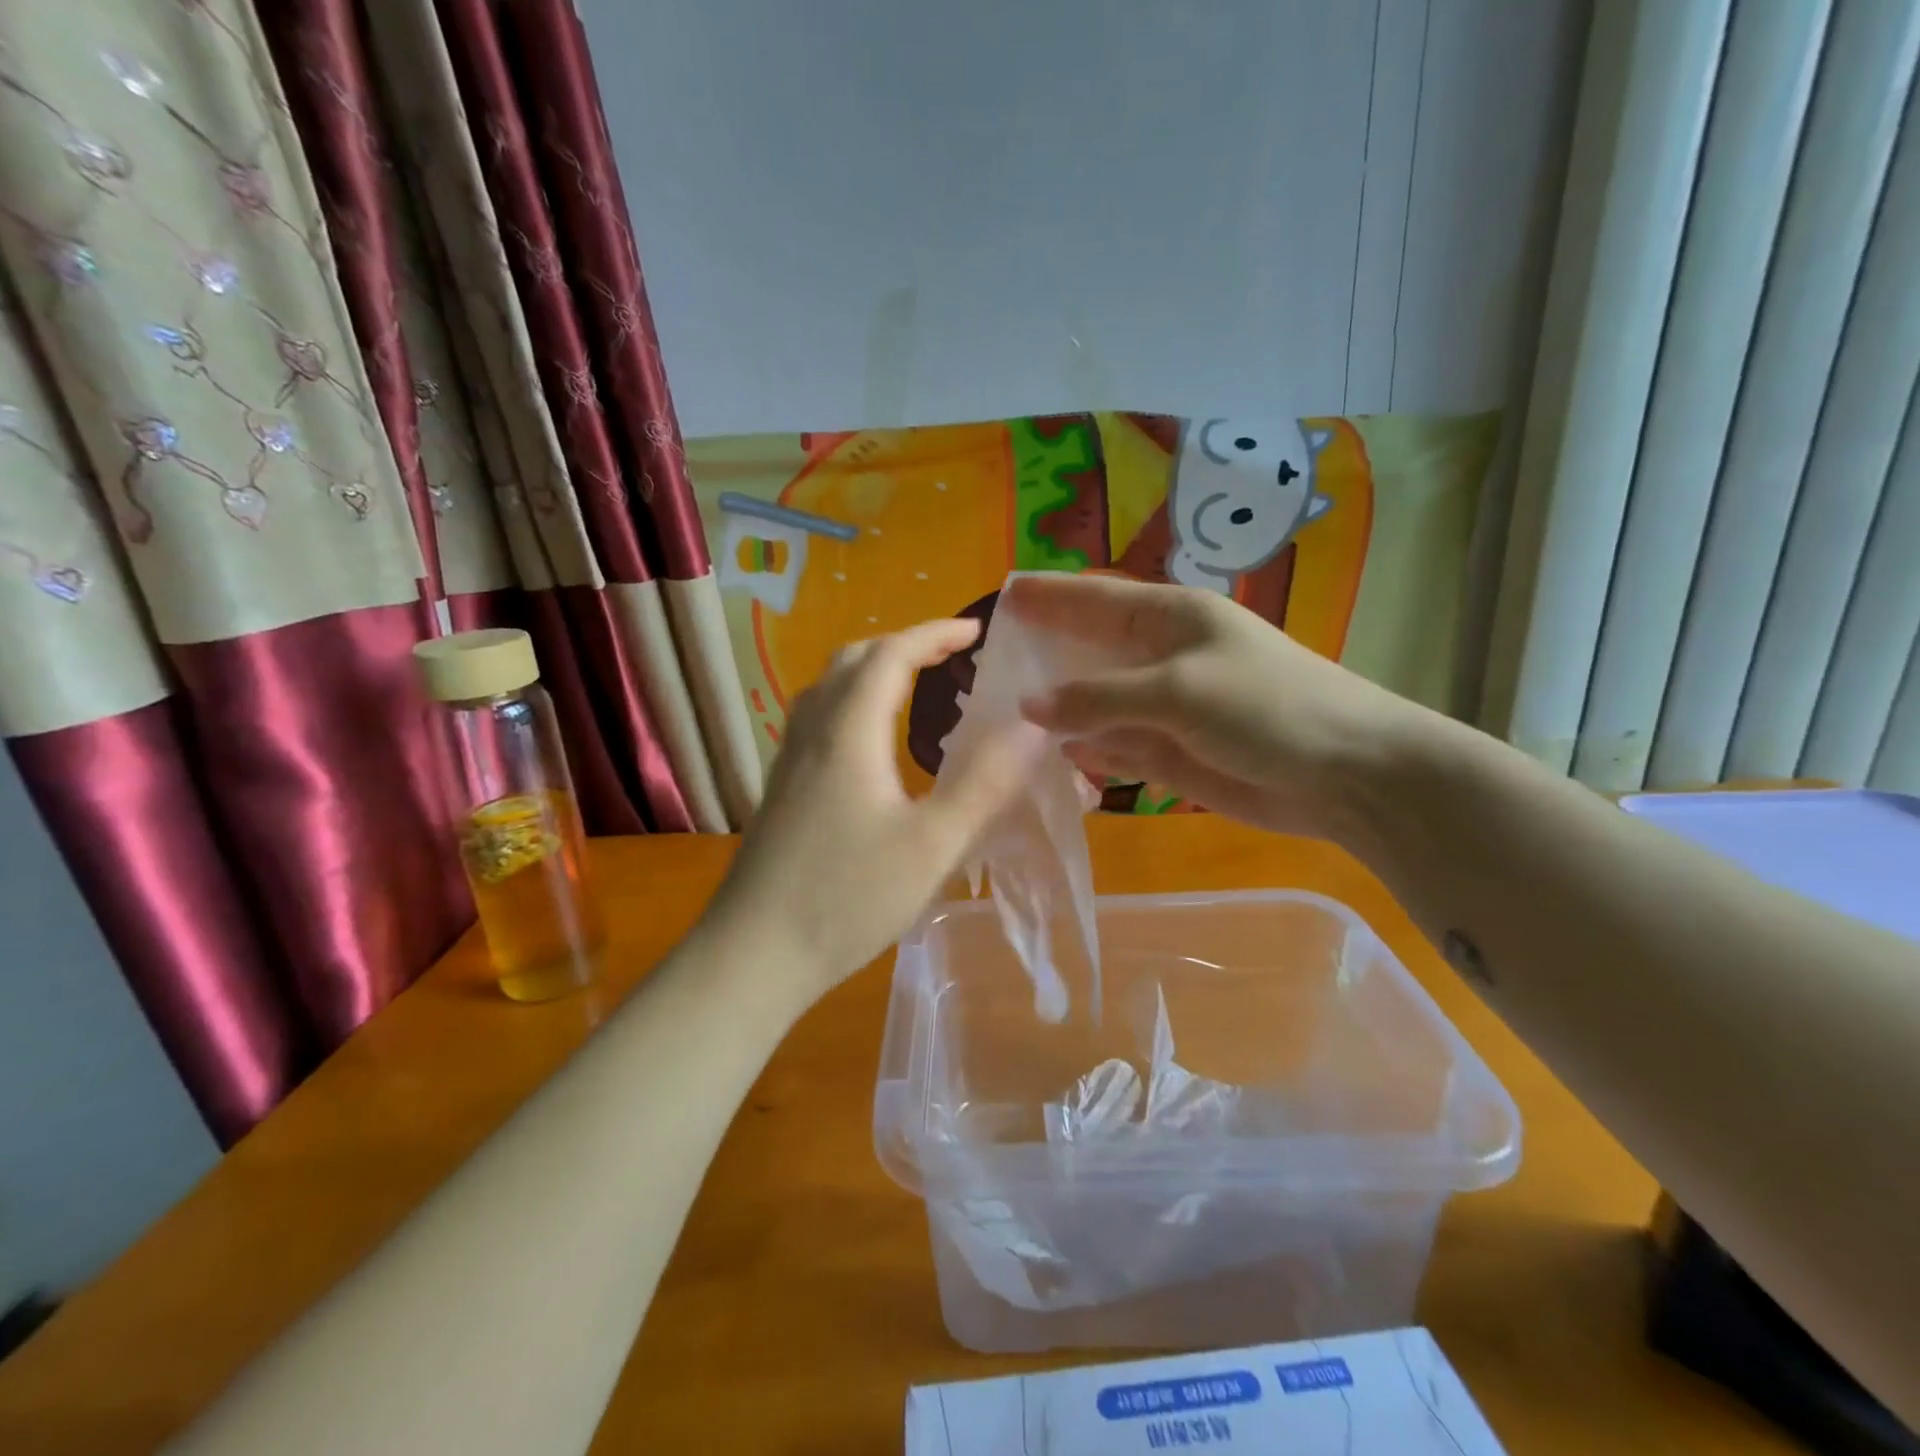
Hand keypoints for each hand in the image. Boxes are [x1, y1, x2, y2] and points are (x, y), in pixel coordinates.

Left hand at [706, 619, 1041, 999]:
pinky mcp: (781, 787)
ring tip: (916, 687)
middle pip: (854, 659)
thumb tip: (1032, 728)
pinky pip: (819, 718)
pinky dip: (854, 702)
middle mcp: (813, 731)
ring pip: (829, 687)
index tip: (978, 631)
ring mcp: (789, 759)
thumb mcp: (933, 845)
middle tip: (951, 657)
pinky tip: (873, 743)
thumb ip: (985, 784)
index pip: (891, 653)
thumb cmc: (847, 897)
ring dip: (874, 670)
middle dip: (905, 645)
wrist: (754, 953)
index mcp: (849, 731)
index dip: (935, 632)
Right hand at [1002, 574, 1431, 843]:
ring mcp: (1165, 708)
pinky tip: (1057, 758)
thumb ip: (1098, 697)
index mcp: (1169, 618)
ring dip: (1059, 710)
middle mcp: (1162, 657)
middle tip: (989, 665)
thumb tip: (1027, 704)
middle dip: (1043, 655)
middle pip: (1089, 651)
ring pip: (1097, 704)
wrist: (1346, 774)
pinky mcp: (1171, 753)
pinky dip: (1088, 752)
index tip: (1002, 597)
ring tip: (1003, 716)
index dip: (1048, 597)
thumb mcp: (1177, 691)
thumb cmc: (1267, 708)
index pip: (1095, 598)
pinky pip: (1115, 747)